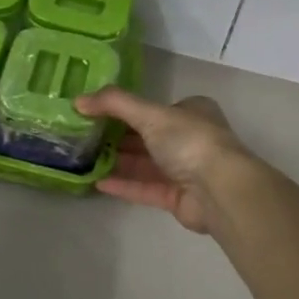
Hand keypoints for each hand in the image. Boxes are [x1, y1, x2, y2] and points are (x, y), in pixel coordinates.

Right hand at [74, 88, 249, 233]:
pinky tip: (97, 182)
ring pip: (146, 164)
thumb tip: (78, 100)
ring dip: (118, 162)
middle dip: (118, 138)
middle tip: (83, 138)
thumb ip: (114, 104)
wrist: (219, 190)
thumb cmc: (189, 141)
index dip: (125, 110)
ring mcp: (186, 170)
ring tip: (84, 160)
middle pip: (148, 137)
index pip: (154, 108)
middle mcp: (190, 138)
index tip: (94, 113)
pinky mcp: (178, 198)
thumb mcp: (150, 114)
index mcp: (192, 112)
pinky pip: (146, 188)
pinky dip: (124, 184)